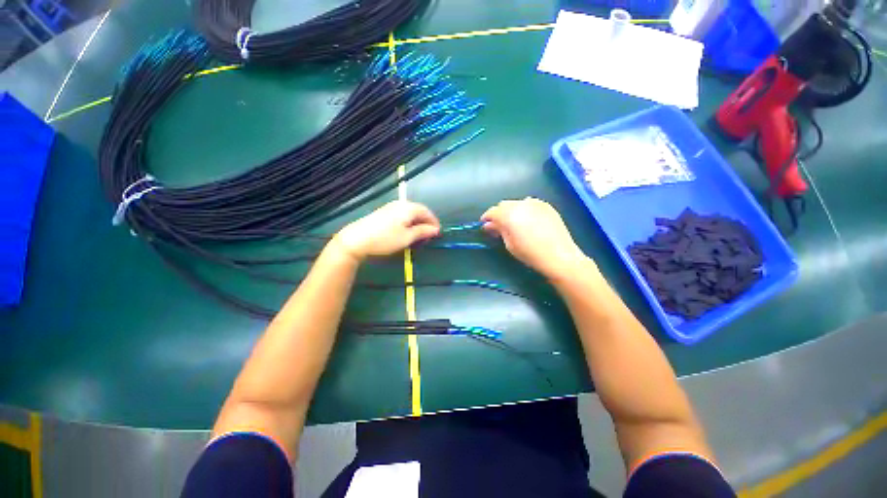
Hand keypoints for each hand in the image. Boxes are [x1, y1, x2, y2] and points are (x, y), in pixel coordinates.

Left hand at [333, 200, 439, 261]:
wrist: (357, 239)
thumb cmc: (385, 239)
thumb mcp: (407, 237)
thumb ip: (422, 231)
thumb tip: (435, 229)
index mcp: (408, 208)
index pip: (426, 212)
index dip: (434, 222)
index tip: (438, 233)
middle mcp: (401, 204)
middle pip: (418, 210)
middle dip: (426, 221)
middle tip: (429, 234)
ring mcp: (391, 207)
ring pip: (410, 212)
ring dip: (417, 221)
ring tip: (419, 233)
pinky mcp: (384, 212)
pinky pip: (402, 214)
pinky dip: (408, 221)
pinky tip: (406, 230)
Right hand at [482, 197, 590, 279]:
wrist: (559, 255)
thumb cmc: (530, 253)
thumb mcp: (509, 244)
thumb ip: (499, 230)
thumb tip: (489, 225)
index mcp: (509, 214)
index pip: (492, 211)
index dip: (486, 218)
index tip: (484, 225)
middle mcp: (521, 204)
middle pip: (504, 204)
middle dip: (498, 213)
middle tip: (498, 226)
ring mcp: (535, 203)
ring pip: (516, 202)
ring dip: (511, 210)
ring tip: (513, 222)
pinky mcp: (546, 206)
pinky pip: (530, 203)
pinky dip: (524, 209)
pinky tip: (527, 220)